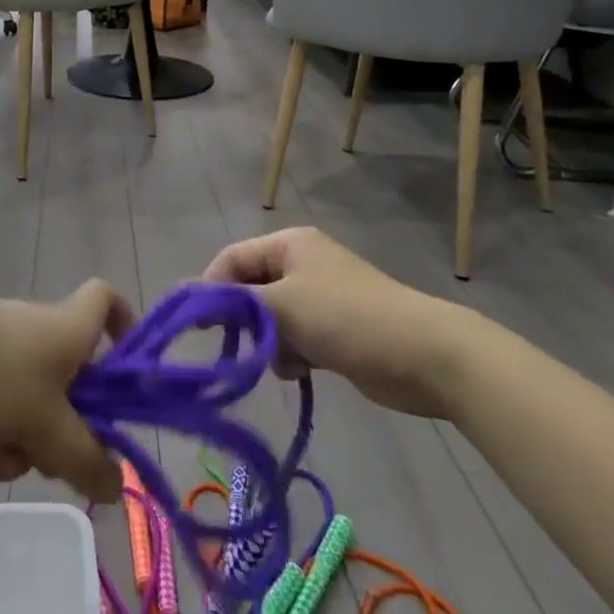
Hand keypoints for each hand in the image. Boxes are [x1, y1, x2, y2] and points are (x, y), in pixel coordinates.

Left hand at [0, 280, 133, 501]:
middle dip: (52, 433)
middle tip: (36, 454)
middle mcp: (36, 330)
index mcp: (67, 330)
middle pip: (65, 386)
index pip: (106, 300)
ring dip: (8, 442)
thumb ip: (85, 461)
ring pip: (22, 407)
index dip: (122, 324)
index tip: (119, 369)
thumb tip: (117, 485)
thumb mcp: (45, 428)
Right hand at [203, 227, 487, 418]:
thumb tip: (188, 297)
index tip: (199, 326)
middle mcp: (301, 264)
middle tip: (243, 347)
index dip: (212, 288)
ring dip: (270, 342)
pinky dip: (292, 354)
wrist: (424, 354)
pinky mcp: (334, 330)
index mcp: (289, 244)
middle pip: (250, 289)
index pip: (232, 259)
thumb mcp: (281, 304)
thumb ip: (233, 301)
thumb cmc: (346, 317)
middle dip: (245, 320)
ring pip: (271, 319)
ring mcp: (319, 297)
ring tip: (286, 359)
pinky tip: (304, 368)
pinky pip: (294, 338)